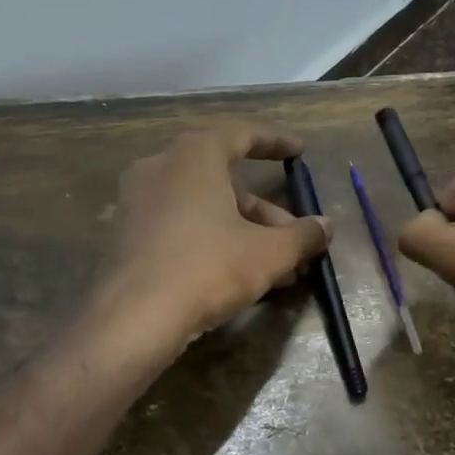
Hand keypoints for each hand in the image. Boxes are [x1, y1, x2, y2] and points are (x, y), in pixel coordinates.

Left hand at [96, 126, 332, 348]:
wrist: (133, 318)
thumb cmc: (207, 268)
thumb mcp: (268, 253)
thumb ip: (302, 235)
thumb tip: (327, 226)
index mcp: (194, 156)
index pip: (242, 136)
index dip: (275, 143)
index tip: (299, 153)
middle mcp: (161, 167)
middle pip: (225, 181)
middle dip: (266, 213)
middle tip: (296, 239)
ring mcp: (138, 201)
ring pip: (204, 208)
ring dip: (244, 233)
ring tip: (278, 270)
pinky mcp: (126, 235)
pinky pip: (180, 226)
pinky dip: (212, 241)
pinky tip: (240, 276)